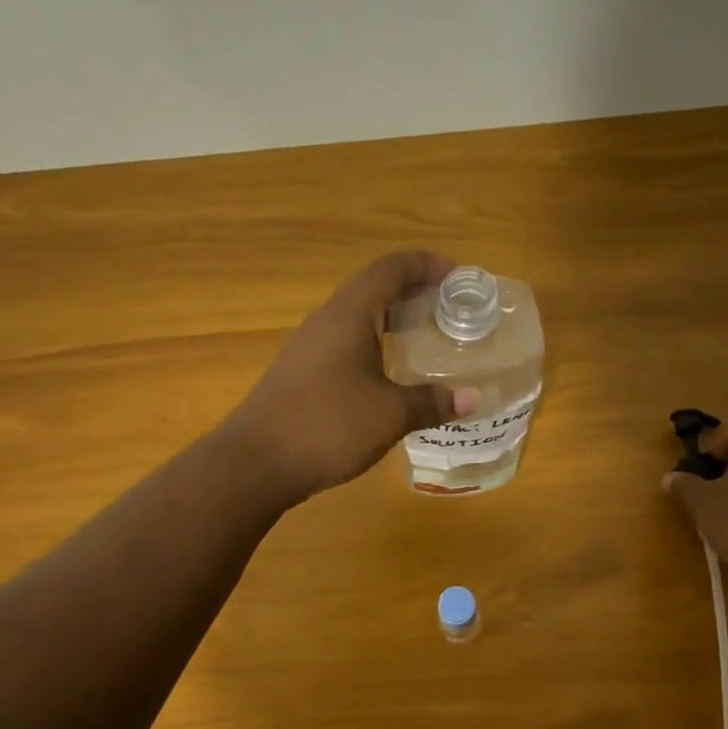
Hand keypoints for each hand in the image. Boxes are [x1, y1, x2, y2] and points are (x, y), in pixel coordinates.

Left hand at [223, 252, 480, 502]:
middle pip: (374, 291)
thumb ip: (431, 402)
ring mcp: (308, 349)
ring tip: (427, 343)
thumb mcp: (389, 415)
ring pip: (358, 322)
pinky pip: (345, 348)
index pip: (391, 269)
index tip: (458, 277)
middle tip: (451, 313)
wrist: (256, 463)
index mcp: (349, 315)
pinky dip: (374, 350)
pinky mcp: (301, 376)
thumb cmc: (327, 426)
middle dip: (414, 295)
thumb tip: (471, 398)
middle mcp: (326, 322)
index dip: (426, 265)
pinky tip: (389, 378)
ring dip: (393, 325)